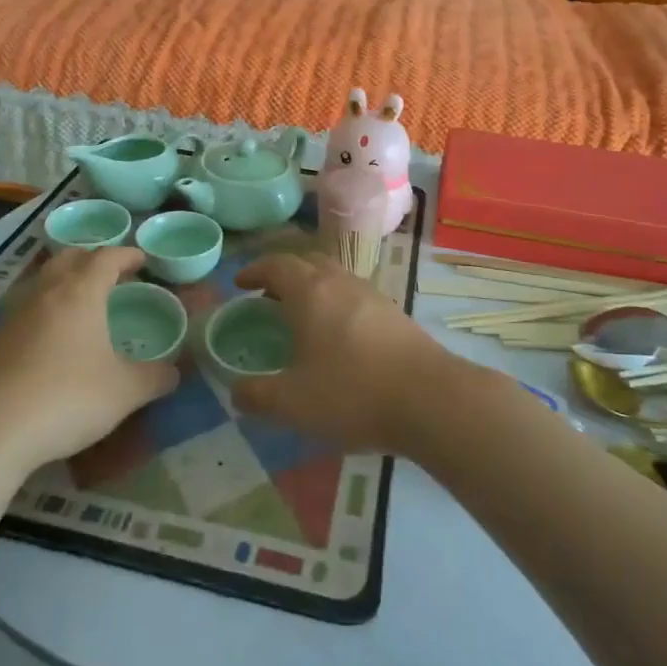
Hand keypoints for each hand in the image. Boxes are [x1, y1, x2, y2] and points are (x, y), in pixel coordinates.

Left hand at [0, 247, 177, 480]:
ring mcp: (12, 317)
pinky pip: (24, 312)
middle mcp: (44, 294)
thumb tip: (175, 373)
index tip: (142, 259)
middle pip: (67, 258)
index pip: (106, 258)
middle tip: (110, 273)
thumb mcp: (124, 392)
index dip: (127, 255)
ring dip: (63, 283)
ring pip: (41, 283)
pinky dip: (43, 314)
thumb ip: (154, 378)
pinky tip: (50, 342)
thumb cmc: (66, 398)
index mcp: (80, 293)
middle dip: (91, 258)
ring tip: (81, 304)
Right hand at [230, 252, 453, 452]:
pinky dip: (336, 304)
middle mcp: (341, 282)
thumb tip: (236, 391)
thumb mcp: (292, 403)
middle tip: (268, 298)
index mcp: (311, 292)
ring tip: (301, 318)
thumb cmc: (352, 393)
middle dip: (284, 274)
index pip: (276, 265)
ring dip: (313, 288)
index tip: (240, 284)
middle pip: (307, 262)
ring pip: (335, 277)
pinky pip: (355, 296)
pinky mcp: (395, 313)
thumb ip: (257, 395)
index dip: (254, 271)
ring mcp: (372, 295)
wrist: (430, 399)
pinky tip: (338, 338)